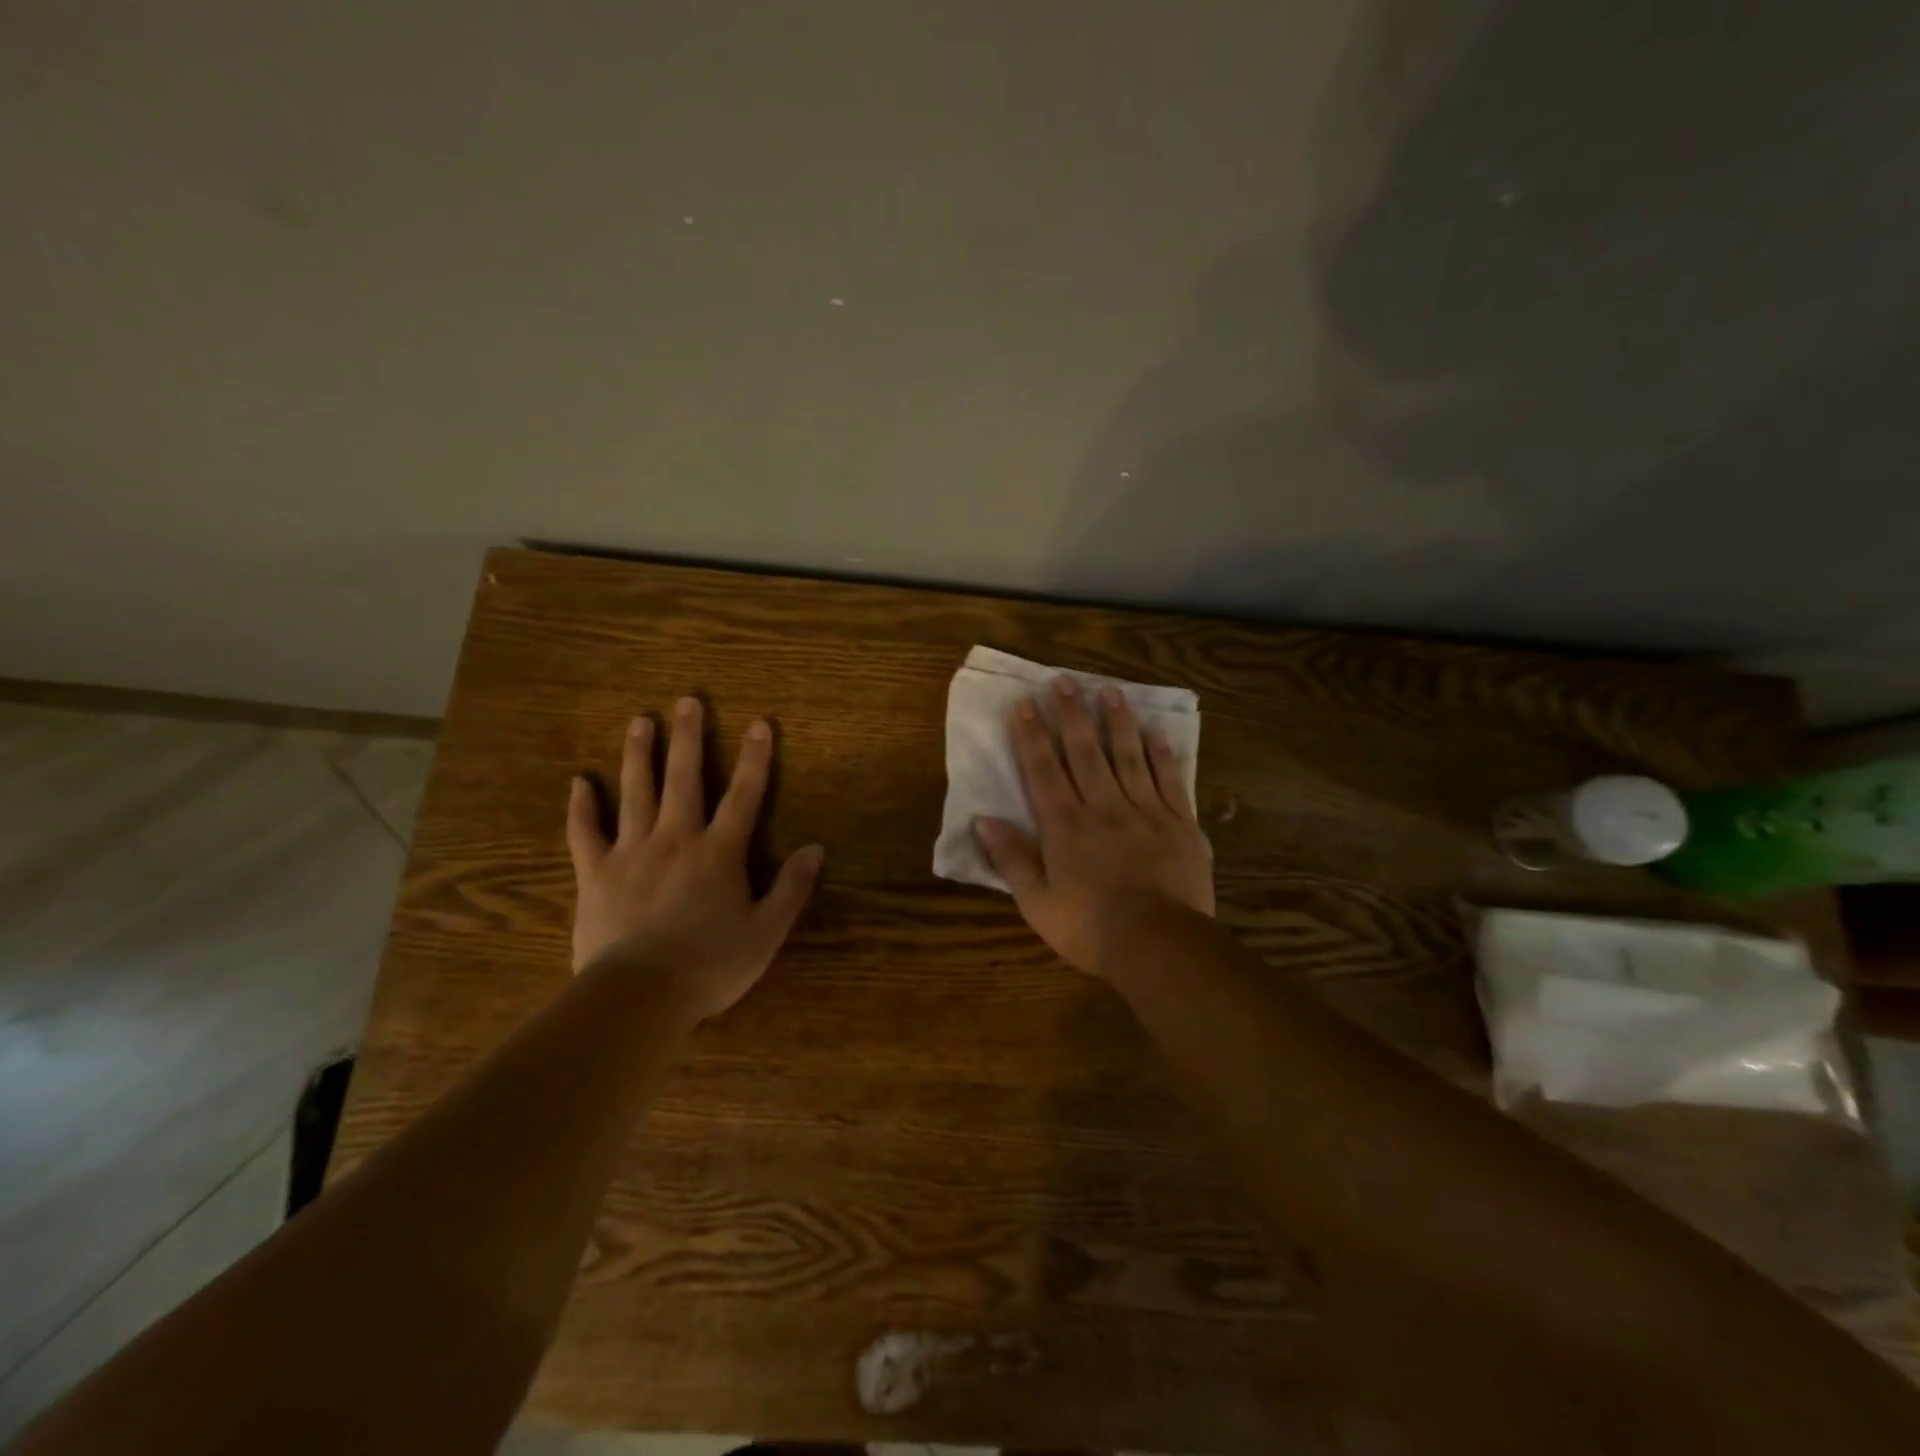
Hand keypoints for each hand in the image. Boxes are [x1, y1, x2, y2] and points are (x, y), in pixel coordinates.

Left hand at [565, 697, 823, 1021]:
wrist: (639, 995)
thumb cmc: (710, 965)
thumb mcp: (766, 932)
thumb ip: (791, 888)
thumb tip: (815, 848)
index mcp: (720, 852)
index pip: (744, 795)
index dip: (755, 758)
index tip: (760, 723)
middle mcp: (676, 838)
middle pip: (685, 778)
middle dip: (689, 738)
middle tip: (687, 701)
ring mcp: (632, 852)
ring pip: (636, 792)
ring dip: (639, 755)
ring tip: (639, 721)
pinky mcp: (595, 873)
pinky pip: (585, 832)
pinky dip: (582, 807)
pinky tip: (579, 782)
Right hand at [973, 676, 1213, 975]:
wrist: (1160, 945)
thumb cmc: (1090, 928)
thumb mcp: (1037, 903)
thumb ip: (1011, 859)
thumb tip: (983, 820)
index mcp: (1065, 826)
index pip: (1043, 770)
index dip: (1031, 735)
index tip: (1023, 703)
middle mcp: (1103, 807)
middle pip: (1084, 752)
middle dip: (1070, 714)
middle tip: (1063, 680)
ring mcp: (1146, 812)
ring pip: (1128, 756)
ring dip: (1117, 721)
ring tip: (1108, 690)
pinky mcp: (1181, 824)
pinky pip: (1170, 780)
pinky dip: (1162, 754)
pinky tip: (1156, 732)